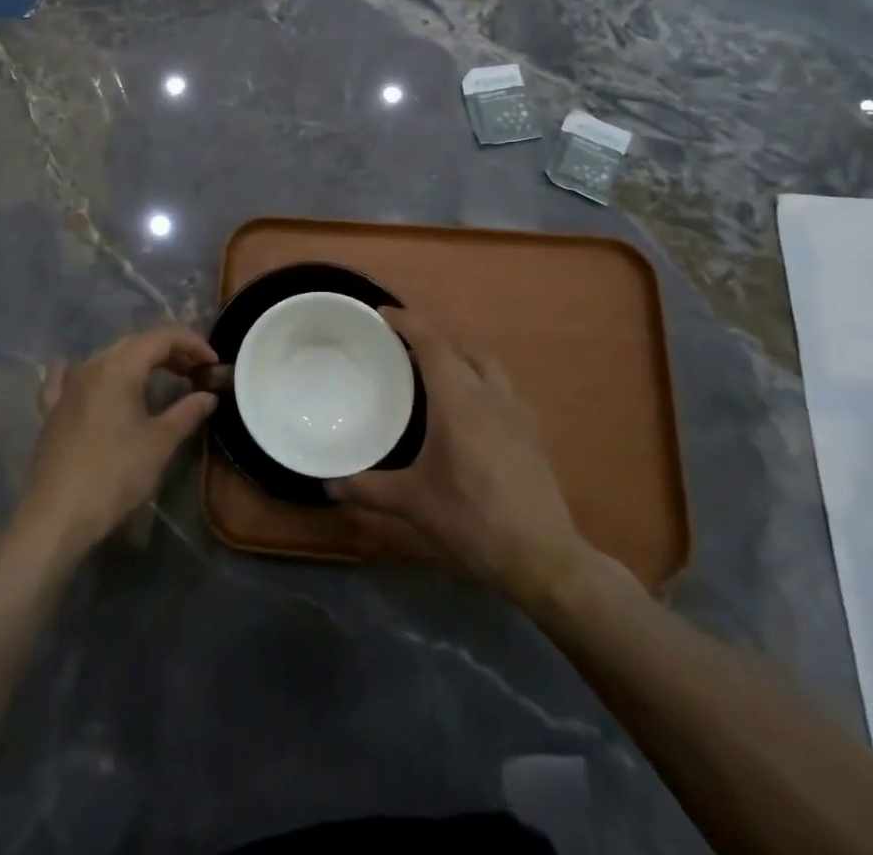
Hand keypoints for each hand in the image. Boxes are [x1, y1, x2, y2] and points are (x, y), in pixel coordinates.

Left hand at [18, 326, 221, 557]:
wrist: (56, 516)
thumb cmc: (114, 476)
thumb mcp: (159, 444)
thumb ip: (186, 412)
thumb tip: (208, 395)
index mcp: (120, 367)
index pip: (162, 337)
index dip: (192, 343)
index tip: (213, 363)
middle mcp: (92, 365)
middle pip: (135, 343)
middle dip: (169, 351)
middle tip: (194, 372)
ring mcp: (68, 386)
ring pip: (107, 357)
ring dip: (137, 361)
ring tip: (160, 378)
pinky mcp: (52, 409)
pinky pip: (68, 377)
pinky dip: (85, 371)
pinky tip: (79, 371)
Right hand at [327, 307, 596, 604]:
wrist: (543, 558)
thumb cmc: (473, 521)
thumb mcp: (414, 504)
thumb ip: (369, 488)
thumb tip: (328, 483)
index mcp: (459, 401)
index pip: (433, 343)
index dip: (407, 322)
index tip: (382, 314)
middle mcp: (490, 395)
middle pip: (462, 345)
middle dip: (432, 334)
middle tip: (402, 342)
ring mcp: (517, 411)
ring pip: (486, 362)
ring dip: (459, 353)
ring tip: (433, 367)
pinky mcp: (531, 431)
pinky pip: (501, 384)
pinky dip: (478, 376)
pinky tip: (468, 405)